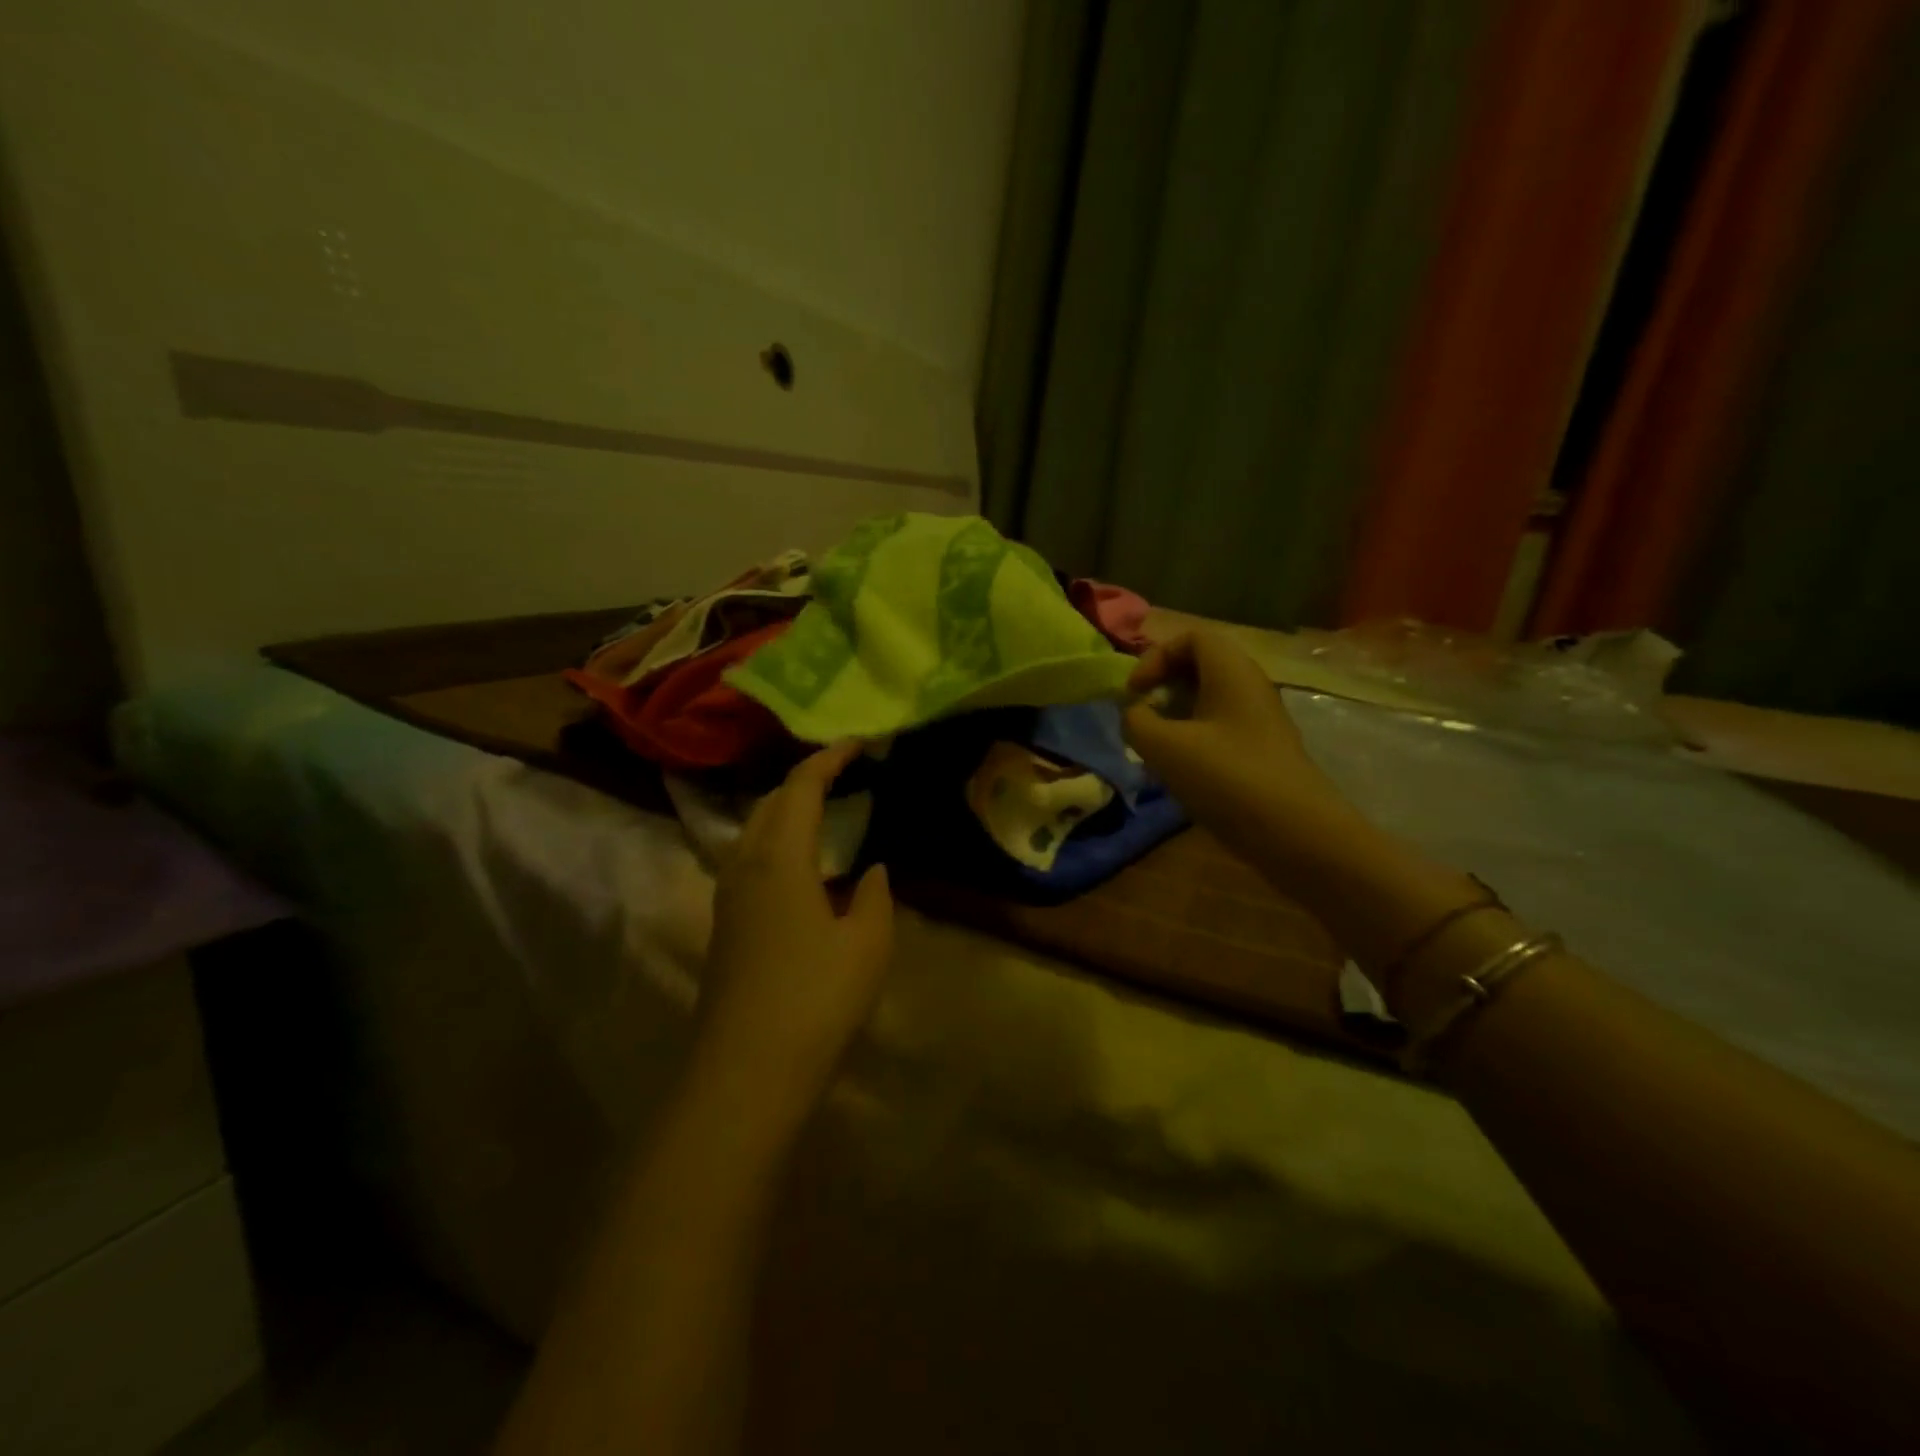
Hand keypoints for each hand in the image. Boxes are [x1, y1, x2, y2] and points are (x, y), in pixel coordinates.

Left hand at [693, 742, 893, 1128]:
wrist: (746, 1072)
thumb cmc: (815, 998)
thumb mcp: (868, 945)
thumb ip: (876, 898)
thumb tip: (872, 871)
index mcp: (779, 859)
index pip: (800, 788)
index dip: (828, 760)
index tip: (857, 744)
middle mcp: (744, 867)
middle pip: (768, 804)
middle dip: (802, 781)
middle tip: (841, 776)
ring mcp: (727, 899)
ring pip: (752, 834)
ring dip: (785, 813)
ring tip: (823, 815)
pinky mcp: (725, 928)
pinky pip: (749, 863)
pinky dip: (776, 845)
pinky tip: (802, 871)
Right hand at [1123, 631, 1353, 863]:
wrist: (1296, 834)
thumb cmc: (1228, 778)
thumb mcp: (1165, 747)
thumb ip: (1136, 722)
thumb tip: (1133, 714)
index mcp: (1231, 672)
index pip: (1191, 637)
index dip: (1155, 657)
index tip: (1134, 692)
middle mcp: (1249, 687)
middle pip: (1200, 666)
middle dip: (1163, 686)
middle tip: (1141, 716)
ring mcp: (1259, 721)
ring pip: (1208, 700)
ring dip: (1174, 716)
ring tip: (1153, 747)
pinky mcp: (1261, 752)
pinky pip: (1219, 729)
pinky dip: (1192, 739)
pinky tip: (1178, 770)